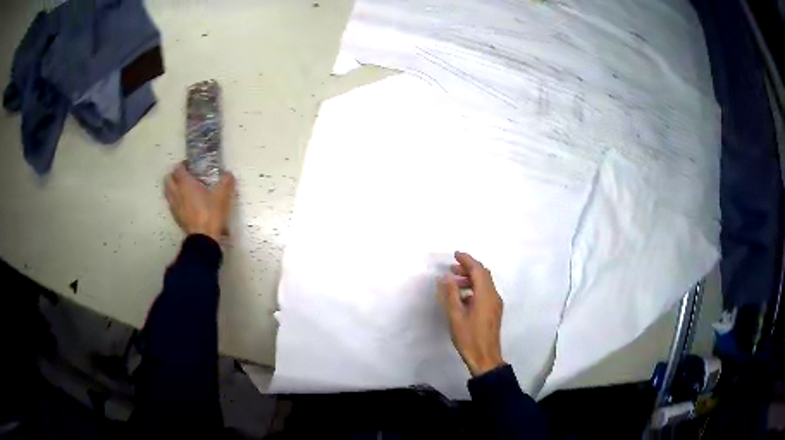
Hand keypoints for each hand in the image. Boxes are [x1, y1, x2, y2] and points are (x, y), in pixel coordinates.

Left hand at [164, 163, 235, 241]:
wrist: (204, 237)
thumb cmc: (211, 212)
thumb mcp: (223, 194)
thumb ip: (226, 181)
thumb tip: (227, 174)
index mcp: (185, 183)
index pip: (178, 168)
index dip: (183, 165)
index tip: (190, 166)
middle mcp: (176, 192)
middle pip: (168, 179)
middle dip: (174, 175)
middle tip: (184, 176)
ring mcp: (174, 206)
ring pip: (168, 192)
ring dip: (172, 187)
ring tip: (182, 189)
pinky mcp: (176, 217)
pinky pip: (172, 203)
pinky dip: (175, 200)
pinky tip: (184, 203)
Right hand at [438, 251, 504, 376]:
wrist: (485, 358)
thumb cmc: (469, 337)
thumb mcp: (456, 315)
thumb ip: (451, 294)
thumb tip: (446, 277)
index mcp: (485, 294)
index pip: (478, 270)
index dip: (467, 260)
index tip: (455, 254)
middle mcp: (493, 296)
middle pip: (483, 275)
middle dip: (468, 268)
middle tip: (453, 267)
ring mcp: (495, 304)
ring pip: (484, 284)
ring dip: (470, 279)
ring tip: (454, 282)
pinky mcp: (493, 312)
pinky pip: (485, 293)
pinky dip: (474, 289)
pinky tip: (462, 297)